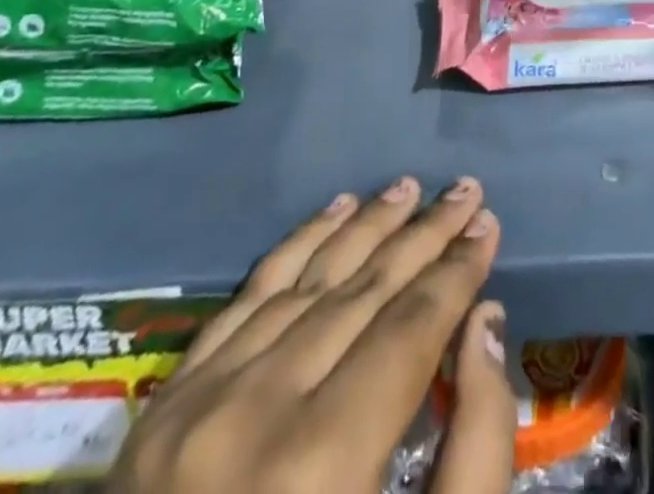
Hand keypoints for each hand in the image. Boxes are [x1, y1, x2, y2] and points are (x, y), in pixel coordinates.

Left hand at [110, 177, 511, 493]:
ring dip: (364, 226)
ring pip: (305, 280)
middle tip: (465, 189)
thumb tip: (485, 325)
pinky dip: (296, 247)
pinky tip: (333, 210)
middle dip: (423, 235)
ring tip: (408, 188)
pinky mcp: (163, 409)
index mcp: (321, 467)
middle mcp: (256, 415)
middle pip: (362, 292)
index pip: (408, 329)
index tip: (490, 224)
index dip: (456, 272)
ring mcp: (198, 405)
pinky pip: (246, 298)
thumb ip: (473, 452)